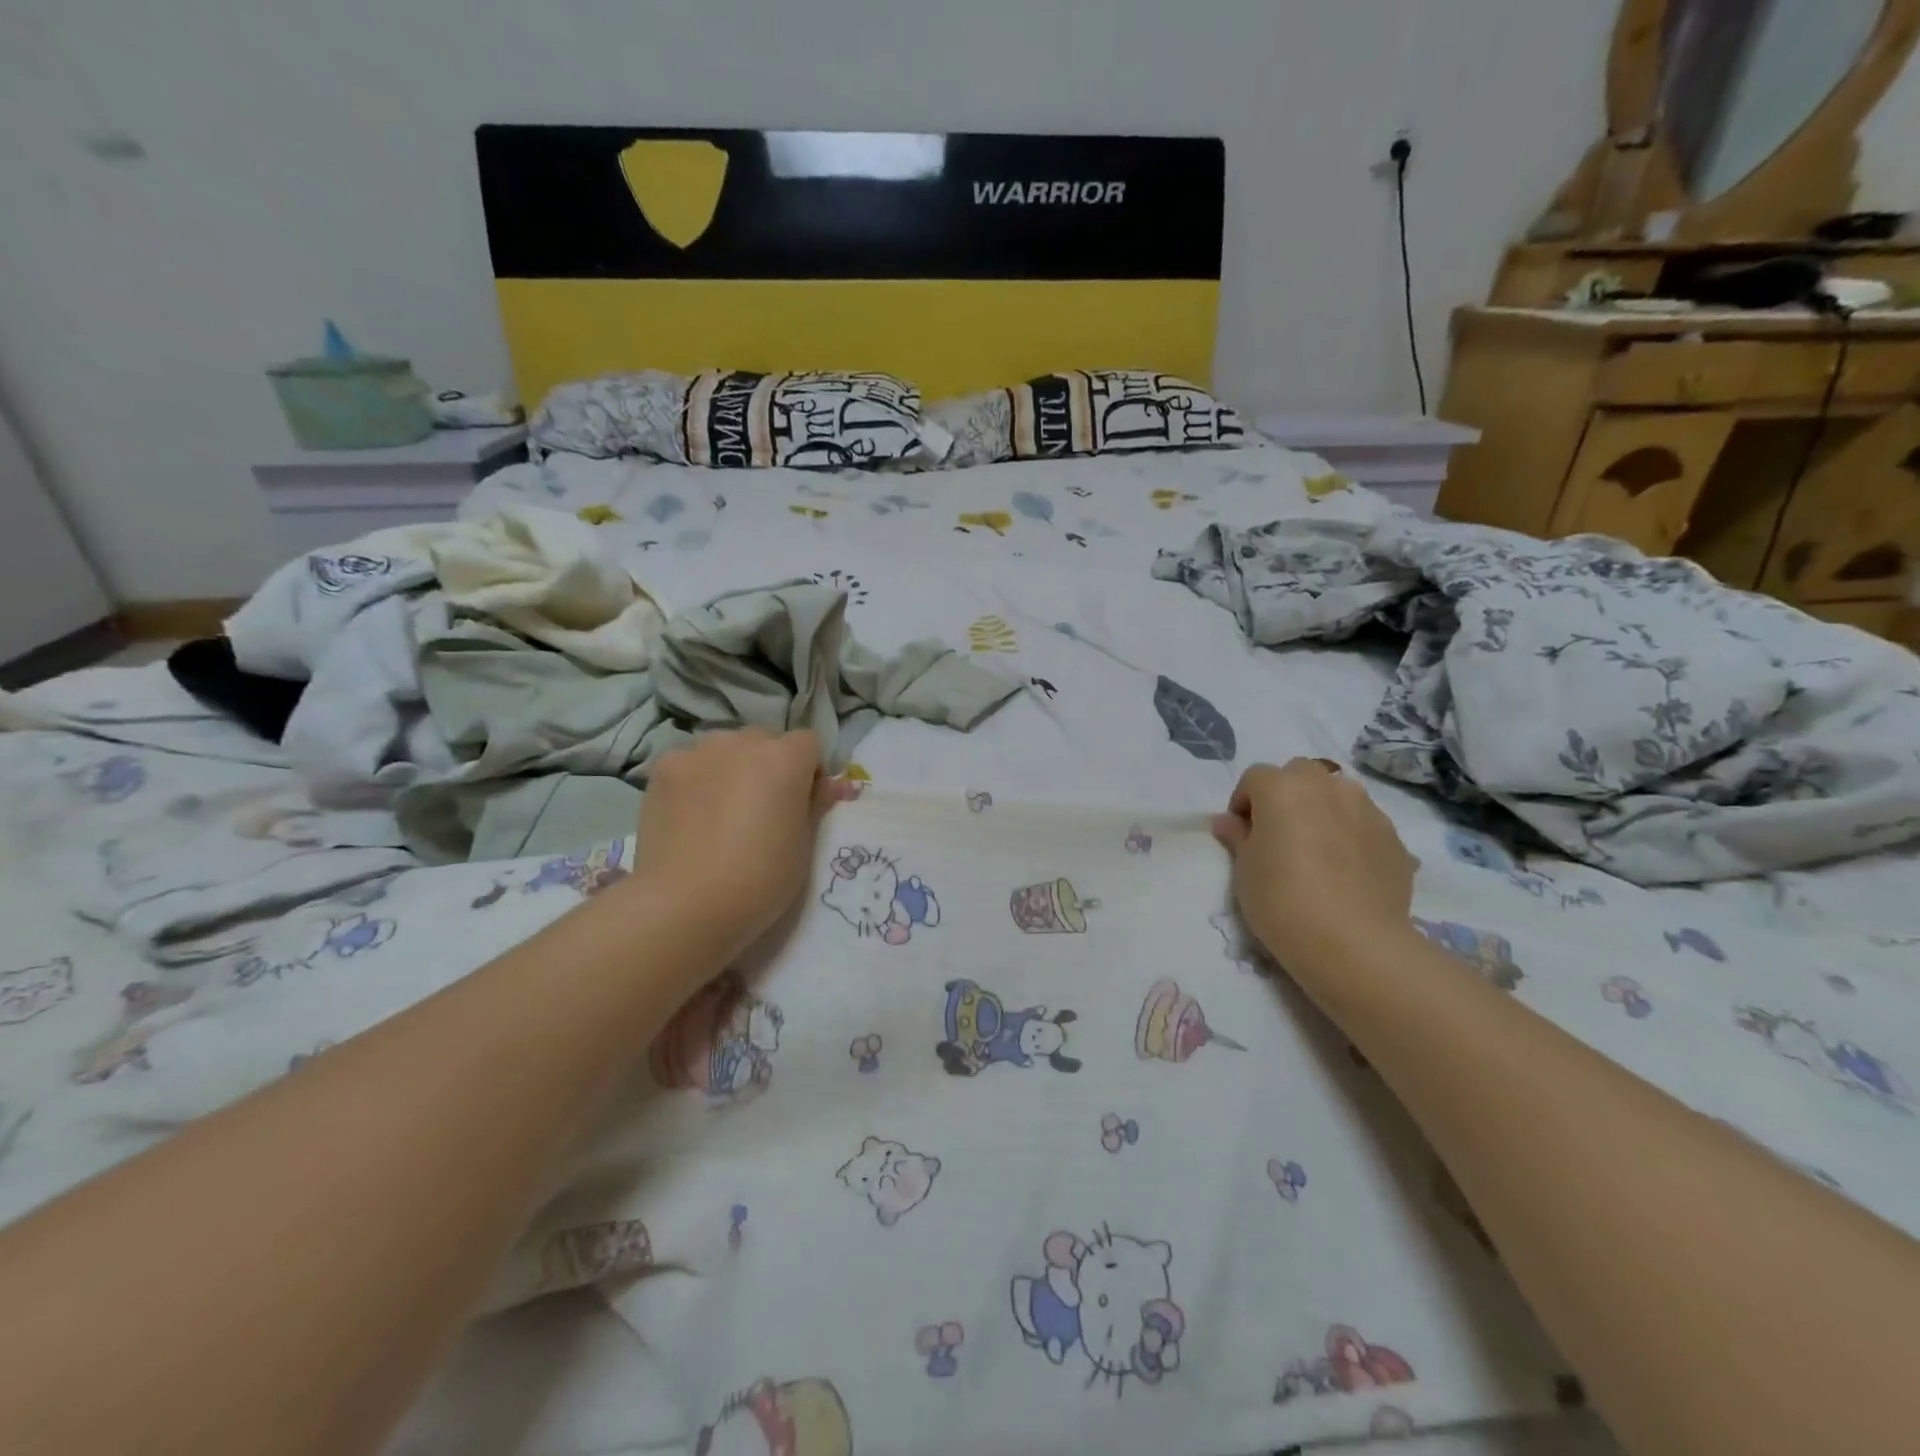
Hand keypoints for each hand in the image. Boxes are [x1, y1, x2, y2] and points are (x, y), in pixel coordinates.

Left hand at [630, 728, 852, 961]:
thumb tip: (828, 787)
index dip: (809, 771)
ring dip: (730, 767)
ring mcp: (698, 752)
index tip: (802, 803)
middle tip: (761, 808)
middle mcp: (742, 742)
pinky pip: (690, 763)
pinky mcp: (663, 769)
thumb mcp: (804, 845)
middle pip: (764, 741)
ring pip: (724, 748)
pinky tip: (690, 815)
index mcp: (785, 758)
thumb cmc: (760, 879)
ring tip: (720, 811)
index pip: (808, 743)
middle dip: (768, 765)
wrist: (685, 904)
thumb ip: (814, 805)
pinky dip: (696, 779)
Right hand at [1212, 760, 1416, 975]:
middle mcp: (1326, 787)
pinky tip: (1347, 871)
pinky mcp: (1394, 838)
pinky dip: (1352, 834)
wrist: (1353, 942)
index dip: (1244, 802)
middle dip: (1287, 794)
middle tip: (1280, 834)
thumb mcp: (1244, 870)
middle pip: (1300, 774)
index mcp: (1282, 788)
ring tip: (1318, 850)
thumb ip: (1237, 837)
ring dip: (1323, 809)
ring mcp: (1366, 809)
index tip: (1242, 834)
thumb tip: (1228, 822)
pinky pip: (1364, 823)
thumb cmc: (1281, 899)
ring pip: (1338, 794)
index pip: (1255, 777)